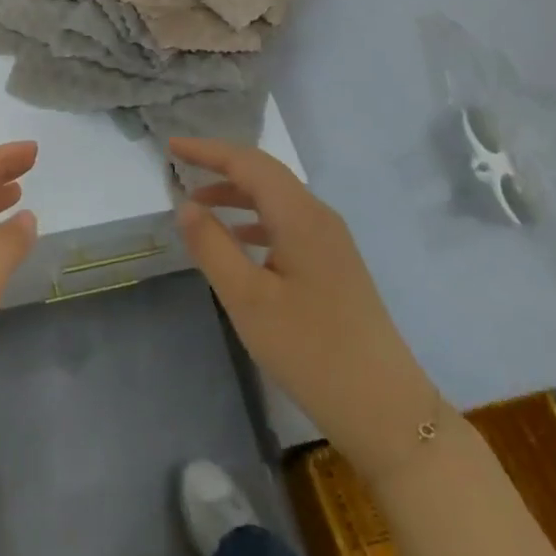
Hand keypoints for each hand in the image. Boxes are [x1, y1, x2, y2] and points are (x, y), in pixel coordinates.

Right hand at [171, 137, 441, 475]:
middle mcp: (319, 217)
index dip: (208, 150)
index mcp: (300, 216)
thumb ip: (212, 246)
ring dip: (237, 194)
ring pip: (277, 200)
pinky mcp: (334, 266)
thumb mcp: (247, 299)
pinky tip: (238, 242)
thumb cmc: (310, 350)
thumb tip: (186, 204)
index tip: (171, 146)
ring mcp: (331, 242)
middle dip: (222, 166)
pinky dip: (255, 221)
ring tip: (199, 205)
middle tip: (181, 166)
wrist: (384, 409)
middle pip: (265, 175)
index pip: (248, 163)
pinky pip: (287, 224)